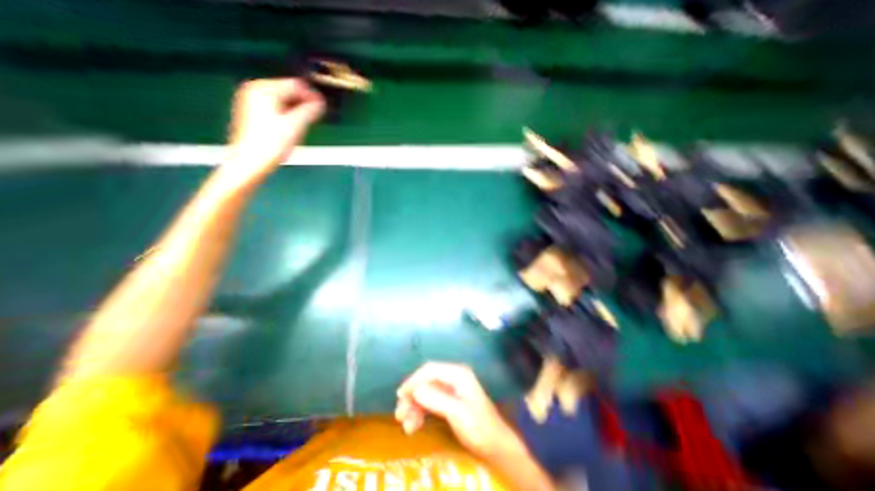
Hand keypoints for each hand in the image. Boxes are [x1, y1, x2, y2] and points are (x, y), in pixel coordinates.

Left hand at [222, 78, 322, 190]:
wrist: (250, 162)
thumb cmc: (272, 143)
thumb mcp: (294, 126)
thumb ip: (309, 111)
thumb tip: (321, 101)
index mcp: (263, 89)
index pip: (294, 85)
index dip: (311, 95)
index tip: (324, 106)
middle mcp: (255, 90)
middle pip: (287, 92)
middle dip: (303, 103)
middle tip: (316, 116)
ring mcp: (251, 102)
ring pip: (283, 101)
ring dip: (297, 110)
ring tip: (305, 124)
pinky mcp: (253, 114)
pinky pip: (276, 108)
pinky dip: (287, 115)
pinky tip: (292, 128)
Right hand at [399, 361, 524, 459]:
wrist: (496, 445)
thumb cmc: (479, 426)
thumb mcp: (457, 412)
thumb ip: (436, 399)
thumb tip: (414, 389)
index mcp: (457, 373)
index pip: (430, 370)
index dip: (414, 380)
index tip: (401, 396)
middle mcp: (453, 377)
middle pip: (426, 381)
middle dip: (412, 396)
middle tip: (400, 415)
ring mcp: (451, 389)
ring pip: (426, 392)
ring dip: (414, 406)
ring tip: (406, 425)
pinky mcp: (449, 400)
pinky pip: (430, 401)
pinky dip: (421, 411)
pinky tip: (414, 425)